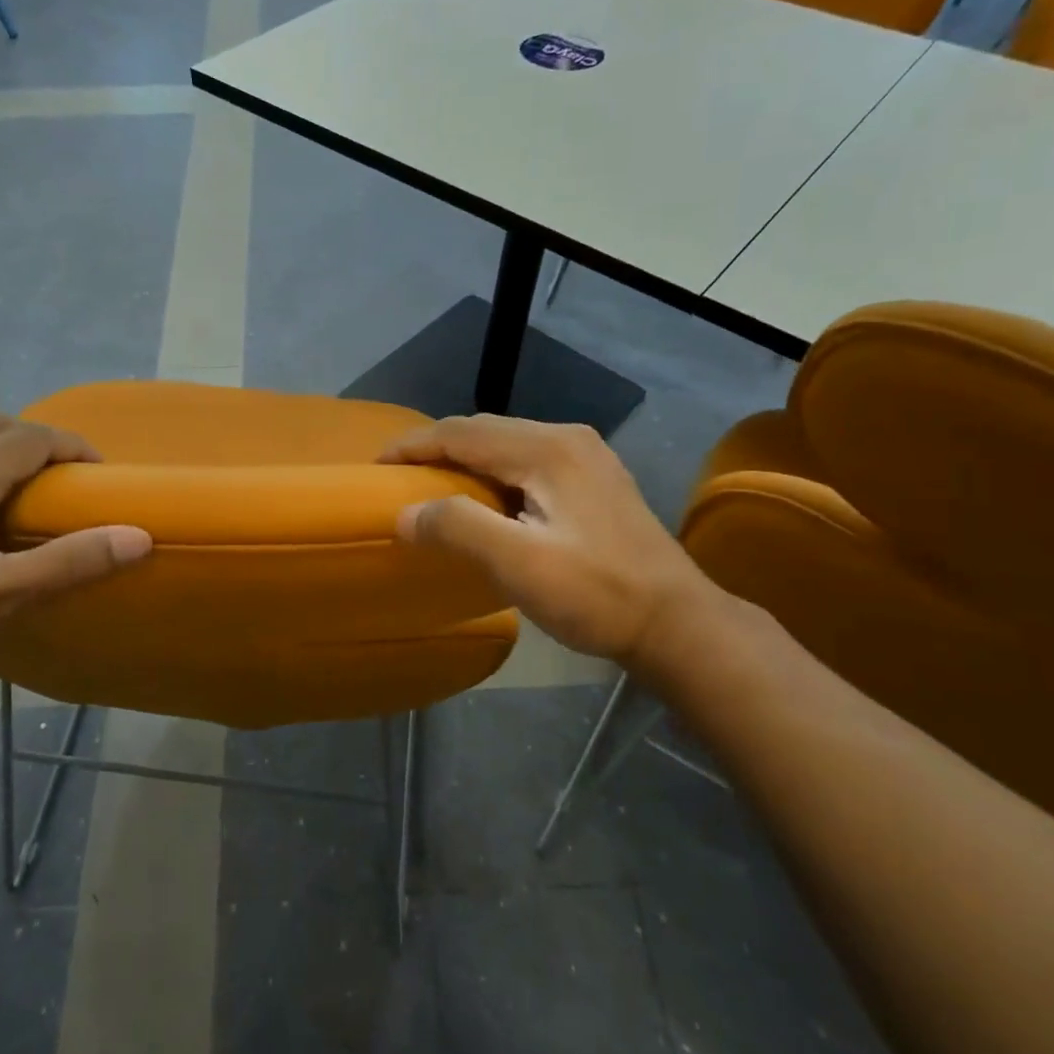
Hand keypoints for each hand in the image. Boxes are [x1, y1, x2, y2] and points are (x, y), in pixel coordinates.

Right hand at [380, 416, 723, 673]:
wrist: (677, 623)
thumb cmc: (597, 594)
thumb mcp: (519, 564)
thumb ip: (458, 528)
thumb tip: (404, 514)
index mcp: (547, 449)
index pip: (461, 432)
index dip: (413, 445)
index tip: (375, 466)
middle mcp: (567, 439)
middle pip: (484, 431)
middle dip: (436, 449)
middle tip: (399, 478)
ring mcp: (586, 458)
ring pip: (506, 445)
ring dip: (465, 460)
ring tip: (432, 488)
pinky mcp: (595, 481)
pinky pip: (527, 462)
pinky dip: (493, 474)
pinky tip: (485, 501)